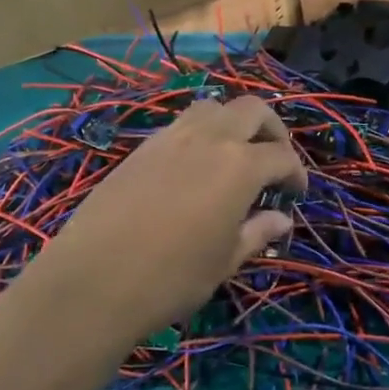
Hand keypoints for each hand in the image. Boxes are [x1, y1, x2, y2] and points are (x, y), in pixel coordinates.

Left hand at [32, 96, 306, 345]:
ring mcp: (171, 138)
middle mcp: (209, 139)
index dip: (296, 173)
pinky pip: (181, 125)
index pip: (281, 157)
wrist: (92, 282)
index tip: (296, 194)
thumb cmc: (172, 278)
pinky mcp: (141, 148)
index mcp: (239, 166)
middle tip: (274, 159)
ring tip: (234, 154)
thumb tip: (282, 218)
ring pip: (213, 107)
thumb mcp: (225, 261)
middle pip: (252, 110)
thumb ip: (257, 232)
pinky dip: (200, 134)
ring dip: (233, 123)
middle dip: (272, 130)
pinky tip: (195, 166)